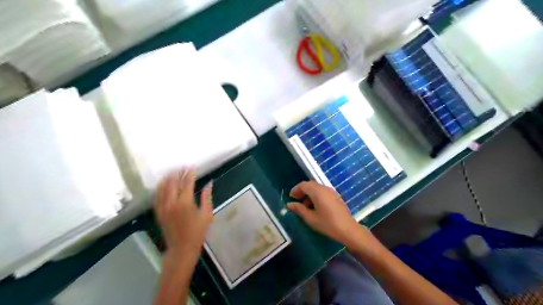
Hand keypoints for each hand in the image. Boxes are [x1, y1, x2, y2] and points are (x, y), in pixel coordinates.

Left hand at [153, 169, 213, 257]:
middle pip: (173, 182)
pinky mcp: (158, 212)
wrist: (181, 249)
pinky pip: (157, 196)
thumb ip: (207, 197)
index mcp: (185, 203)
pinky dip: (160, 187)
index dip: (190, 173)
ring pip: (163, 187)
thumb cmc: (198, 232)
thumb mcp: (207, 214)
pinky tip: (164, 183)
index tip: (193, 167)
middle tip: (184, 167)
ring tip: (174, 171)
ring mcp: (163, 207)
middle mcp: (172, 202)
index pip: (187, 182)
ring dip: (169, 177)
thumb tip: (210, 183)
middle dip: (179, 172)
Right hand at [286, 182, 366, 247]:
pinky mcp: (335, 196)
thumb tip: (289, 204)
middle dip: (302, 191)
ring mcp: (331, 192)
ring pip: (316, 188)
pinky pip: (322, 192)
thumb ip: (299, 209)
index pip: (303, 185)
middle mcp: (324, 188)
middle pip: (310, 185)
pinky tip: (315, 208)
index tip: (291, 198)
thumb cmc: (327, 224)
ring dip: (309, 194)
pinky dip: (316, 196)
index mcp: (317, 191)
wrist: (348, 229)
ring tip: (305, 207)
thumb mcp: (310, 218)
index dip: (295, 190)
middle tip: (296, 201)